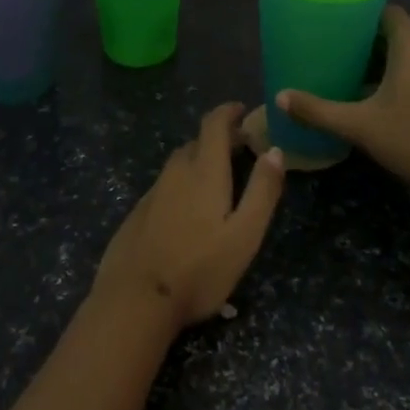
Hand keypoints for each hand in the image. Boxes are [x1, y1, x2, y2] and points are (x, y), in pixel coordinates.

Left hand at [93, 103, 286, 331]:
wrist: (135, 300)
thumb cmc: (199, 268)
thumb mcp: (244, 234)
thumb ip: (262, 191)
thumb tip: (275, 150)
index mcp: (203, 171)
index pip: (213, 125)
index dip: (228, 112)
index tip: (242, 110)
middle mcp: (175, 172)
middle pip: (197, 143)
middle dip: (219, 139)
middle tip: (241, 149)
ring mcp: (153, 192)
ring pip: (180, 164)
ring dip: (199, 160)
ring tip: (218, 177)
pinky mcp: (138, 213)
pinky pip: (166, 185)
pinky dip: (182, 183)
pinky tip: (188, 209)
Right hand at [277, 6, 409, 207]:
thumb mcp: (360, 126)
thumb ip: (319, 111)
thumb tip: (280, 97)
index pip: (390, 13)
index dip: (365, 12)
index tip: (339, 21)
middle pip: (397, 35)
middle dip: (366, 41)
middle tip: (334, 50)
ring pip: (409, 57)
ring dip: (382, 62)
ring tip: (349, 74)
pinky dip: (397, 79)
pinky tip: (376, 101)